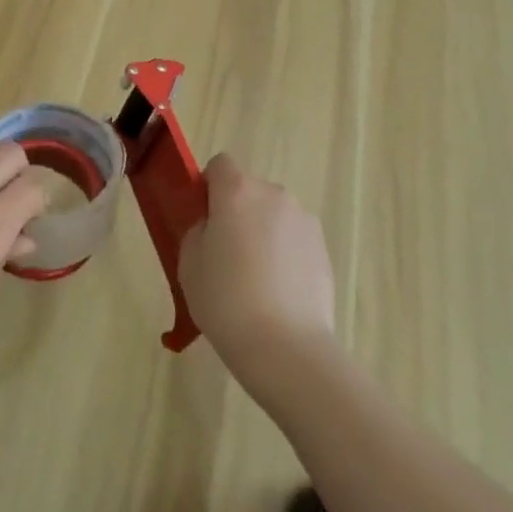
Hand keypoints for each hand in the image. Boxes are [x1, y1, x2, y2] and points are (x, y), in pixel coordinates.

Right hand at [178, 154, 335, 391]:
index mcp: (236, 191)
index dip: (208, 188)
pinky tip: (278, 294)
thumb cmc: (226, 300)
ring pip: (273, 216)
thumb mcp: (189, 263)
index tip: (203, 220)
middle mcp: (273, 195)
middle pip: (248, 191)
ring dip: (263, 233)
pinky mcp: (323, 249)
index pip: (220, 165)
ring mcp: (303, 220)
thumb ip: (198, 231)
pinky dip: (284, 255)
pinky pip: (294, 240)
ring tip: (255, 281)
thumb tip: (213, 227)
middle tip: (225, 256)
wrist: (286, 346)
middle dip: (236, 212)